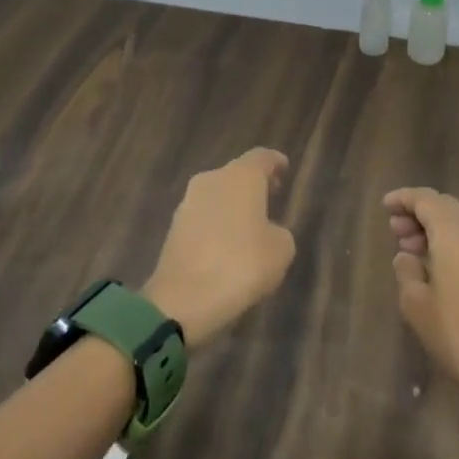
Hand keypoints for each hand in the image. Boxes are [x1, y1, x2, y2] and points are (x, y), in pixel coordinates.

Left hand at [144, 148, 295, 347]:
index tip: (284, 168)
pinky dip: (217, 224)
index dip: (275, 162)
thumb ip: (279, 232)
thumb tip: (266, 231)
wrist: (182, 300)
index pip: (261, 157)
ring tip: (250, 226)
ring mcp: (188, 202)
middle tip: (271, 197)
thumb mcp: (281, 251)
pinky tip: (227, 246)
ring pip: (218, 195)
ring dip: (233, 205)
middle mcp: (212, 180)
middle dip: (254, 184)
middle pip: (237, 173)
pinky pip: (204, 217)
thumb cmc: (241, 266)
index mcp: (241, 176)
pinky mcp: (174, 227)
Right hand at [386, 188, 458, 391]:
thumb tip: (407, 256)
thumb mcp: (415, 302)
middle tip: (395, 230)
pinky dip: (451, 240)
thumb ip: (406, 270)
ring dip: (435, 227)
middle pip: (445, 206)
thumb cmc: (454, 331)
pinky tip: (436, 264)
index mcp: (454, 233)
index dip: (404, 198)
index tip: (385, 206)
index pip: (426, 199)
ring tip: (411, 249)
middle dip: (418, 212)